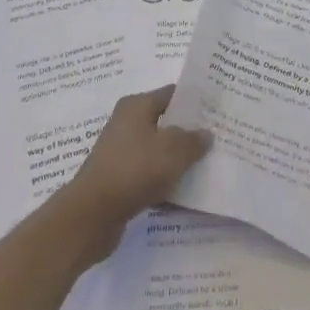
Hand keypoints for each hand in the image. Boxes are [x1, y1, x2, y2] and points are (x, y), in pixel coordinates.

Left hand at [54, 86, 210, 262]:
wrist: (92, 215)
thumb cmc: (135, 170)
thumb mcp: (174, 151)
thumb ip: (194, 140)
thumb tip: (205, 134)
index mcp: (136, 106)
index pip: (171, 94)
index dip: (195, 100)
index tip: (217, 109)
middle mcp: (126, 124)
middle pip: (165, 122)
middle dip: (189, 131)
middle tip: (217, 137)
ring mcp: (120, 153)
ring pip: (158, 150)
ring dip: (177, 158)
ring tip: (206, 163)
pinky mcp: (118, 179)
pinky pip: (148, 173)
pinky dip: (164, 179)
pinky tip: (184, 189)